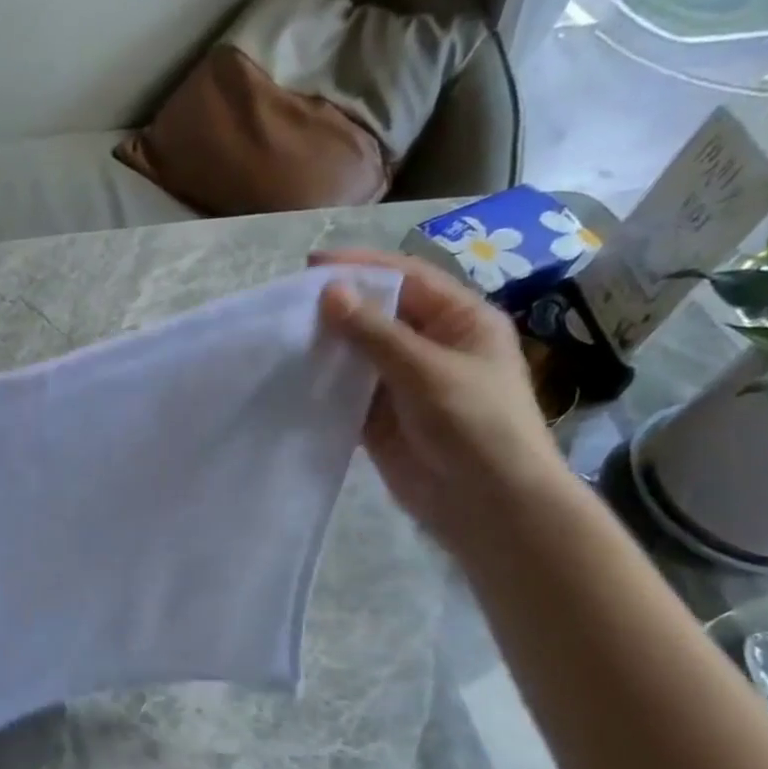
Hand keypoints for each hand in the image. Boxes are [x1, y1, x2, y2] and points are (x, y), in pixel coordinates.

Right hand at [310, 248, 568, 555]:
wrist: (485, 502)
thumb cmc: (473, 425)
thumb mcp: (426, 370)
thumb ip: (375, 333)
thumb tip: (329, 292)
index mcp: (460, 321)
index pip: (406, 280)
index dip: (361, 268)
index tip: (311, 265)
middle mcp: (431, 346)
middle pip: (379, 315)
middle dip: (338, 307)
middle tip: (288, 304)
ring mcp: (404, 385)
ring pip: (359, 355)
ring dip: (327, 347)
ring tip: (282, 338)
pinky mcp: (381, 420)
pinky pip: (348, 393)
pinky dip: (324, 386)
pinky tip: (293, 379)